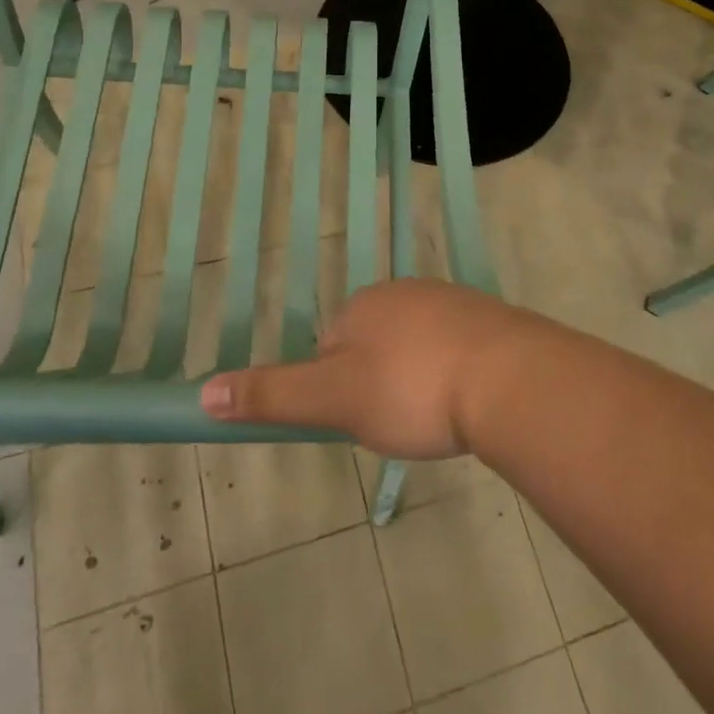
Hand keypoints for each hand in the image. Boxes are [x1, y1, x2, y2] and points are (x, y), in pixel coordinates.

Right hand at [199, 277, 545, 457]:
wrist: (510, 378)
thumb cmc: (412, 389)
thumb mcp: (334, 400)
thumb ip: (272, 395)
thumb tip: (203, 391)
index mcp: (363, 305)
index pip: (331, 347)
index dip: (341, 390)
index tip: (365, 418)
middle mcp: (406, 291)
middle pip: (375, 345)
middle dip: (381, 384)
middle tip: (403, 421)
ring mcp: (452, 301)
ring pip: (418, 347)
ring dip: (419, 380)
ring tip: (437, 415)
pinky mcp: (491, 320)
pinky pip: (458, 348)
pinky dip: (455, 373)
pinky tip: (468, 400)